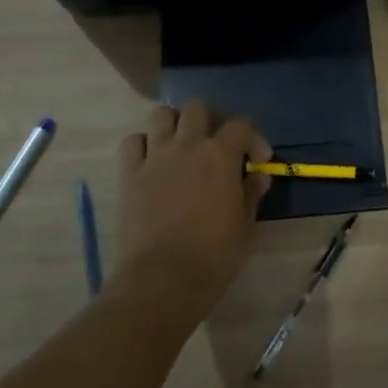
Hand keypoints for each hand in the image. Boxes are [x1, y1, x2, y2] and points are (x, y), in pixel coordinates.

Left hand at [114, 100, 269, 309]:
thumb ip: (250, 193)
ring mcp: (155, 156)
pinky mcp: (129, 174)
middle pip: (197, 107)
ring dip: (174, 125)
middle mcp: (187, 145)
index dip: (253, 138)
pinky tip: (150, 162)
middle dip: (210, 120)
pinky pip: (132, 142)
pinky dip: (142, 145)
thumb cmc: (214, 256)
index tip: (257, 160)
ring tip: (180, 146)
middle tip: (215, 144)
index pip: (241, 124)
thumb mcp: (244, 226)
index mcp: (220, 155)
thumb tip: (257, 176)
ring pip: (161, 115)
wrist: (164, 279)